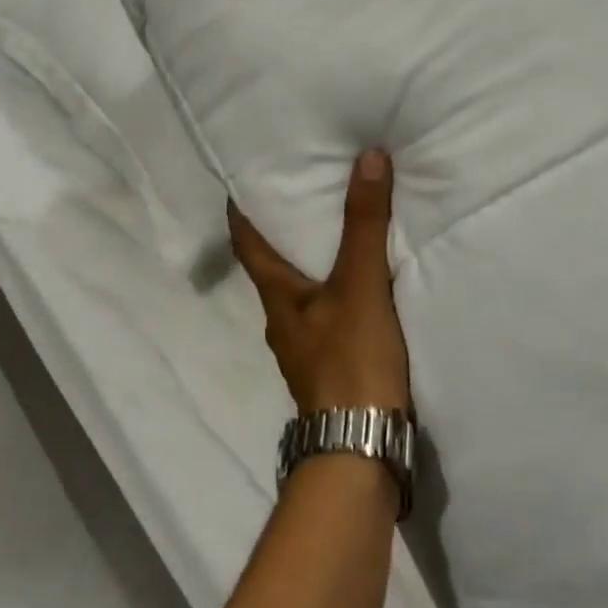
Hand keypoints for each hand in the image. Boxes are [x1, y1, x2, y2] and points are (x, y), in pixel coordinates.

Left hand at [227, 149, 410, 414]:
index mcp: (276, 296)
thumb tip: (366, 157)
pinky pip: (328, 312)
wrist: (362, 450)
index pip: (246, 242)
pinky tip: (362, 282)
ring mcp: (305, 346)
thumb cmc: (350, 361)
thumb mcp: (360, 285)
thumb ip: (364, 224)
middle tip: (305, 190)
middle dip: (284, 228)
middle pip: (273, 264)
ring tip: (338, 227)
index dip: (241, 209)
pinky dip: (338, 288)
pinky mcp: (330, 366)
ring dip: (314, 259)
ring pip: (302, 290)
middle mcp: (282, 319)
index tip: (244, 178)